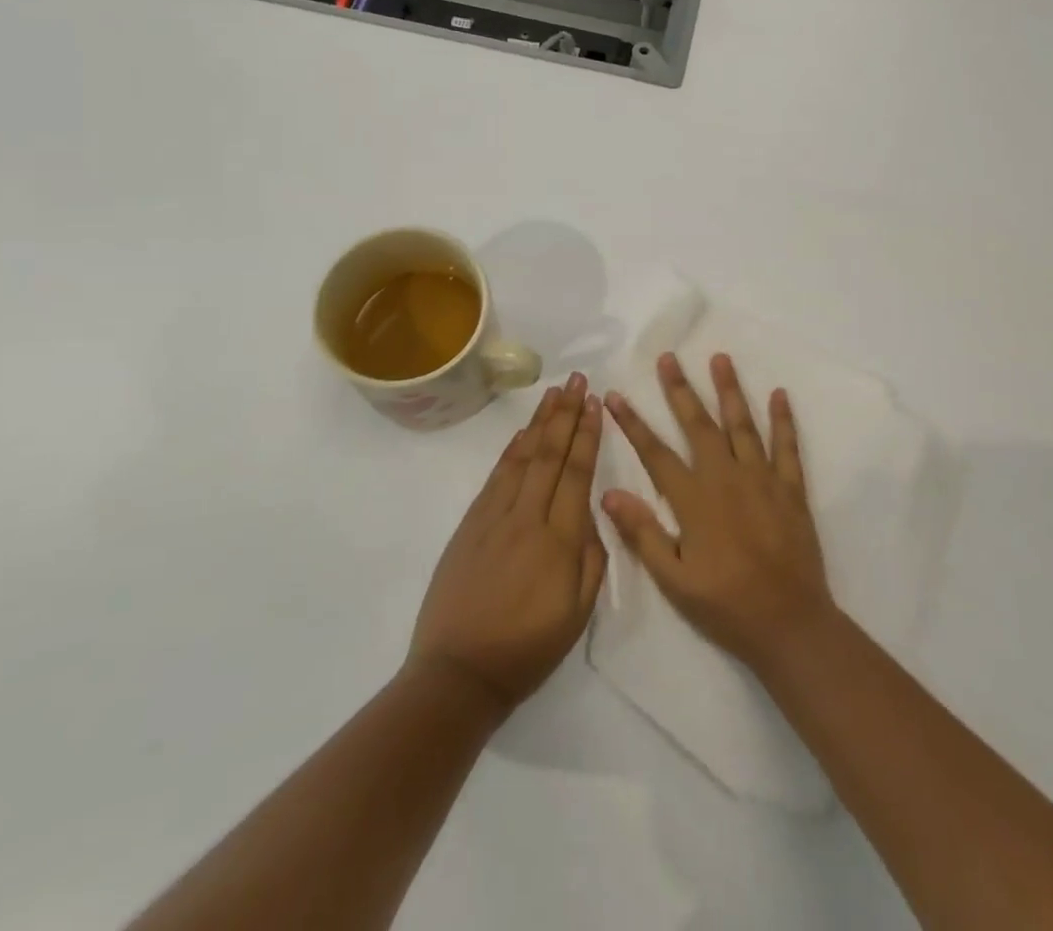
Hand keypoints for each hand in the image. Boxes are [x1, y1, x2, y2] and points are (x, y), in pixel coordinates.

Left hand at [409, 374, 607, 713]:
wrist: (457, 673)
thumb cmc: (527, 649)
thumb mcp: (578, 614)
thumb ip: (591, 557)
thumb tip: (590, 511)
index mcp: (559, 541)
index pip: (576, 473)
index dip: (587, 435)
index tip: (595, 403)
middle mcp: (526, 518)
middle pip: (549, 454)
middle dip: (566, 414)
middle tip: (577, 380)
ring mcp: (493, 517)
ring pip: (522, 457)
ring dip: (540, 422)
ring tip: (554, 393)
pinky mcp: (470, 524)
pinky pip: (497, 476)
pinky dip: (512, 449)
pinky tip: (523, 433)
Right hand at [602, 353, 833, 671]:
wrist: (789, 623)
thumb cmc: (726, 605)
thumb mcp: (674, 580)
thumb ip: (642, 533)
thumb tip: (609, 492)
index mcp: (694, 500)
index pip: (655, 452)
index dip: (633, 423)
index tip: (615, 395)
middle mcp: (726, 477)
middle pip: (699, 425)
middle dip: (681, 389)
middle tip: (669, 358)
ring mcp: (762, 478)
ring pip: (742, 424)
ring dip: (729, 390)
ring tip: (720, 358)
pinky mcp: (790, 488)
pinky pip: (787, 446)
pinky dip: (783, 419)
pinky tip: (779, 394)